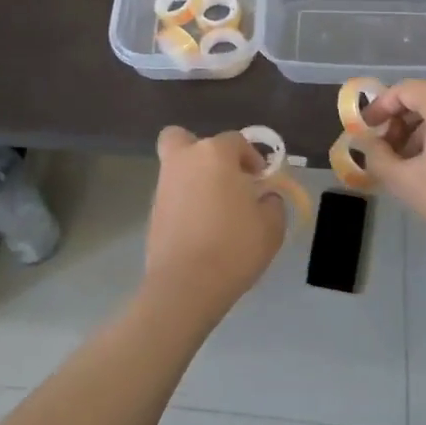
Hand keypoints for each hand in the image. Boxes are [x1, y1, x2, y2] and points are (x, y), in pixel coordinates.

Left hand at [142, 127, 286, 327]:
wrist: (185, 286)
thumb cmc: (233, 247)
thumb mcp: (271, 226)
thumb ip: (273, 203)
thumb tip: (265, 197)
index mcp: (214, 154)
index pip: (235, 141)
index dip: (251, 157)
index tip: (261, 181)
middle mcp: (184, 160)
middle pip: (185, 139)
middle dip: (204, 153)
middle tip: (224, 178)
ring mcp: (163, 185)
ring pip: (177, 167)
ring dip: (194, 179)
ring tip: (216, 210)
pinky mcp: (152, 211)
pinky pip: (172, 195)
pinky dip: (184, 203)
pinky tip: (201, 229)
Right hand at [357, 82, 425, 258]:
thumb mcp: (405, 181)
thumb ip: (377, 155)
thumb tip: (366, 142)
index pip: (404, 90)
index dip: (379, 107)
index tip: (363, 130)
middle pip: (422, 99)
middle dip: (396, 122)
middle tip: (380, 149)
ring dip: (414, 133)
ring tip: (399, 164)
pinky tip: (424, 169)